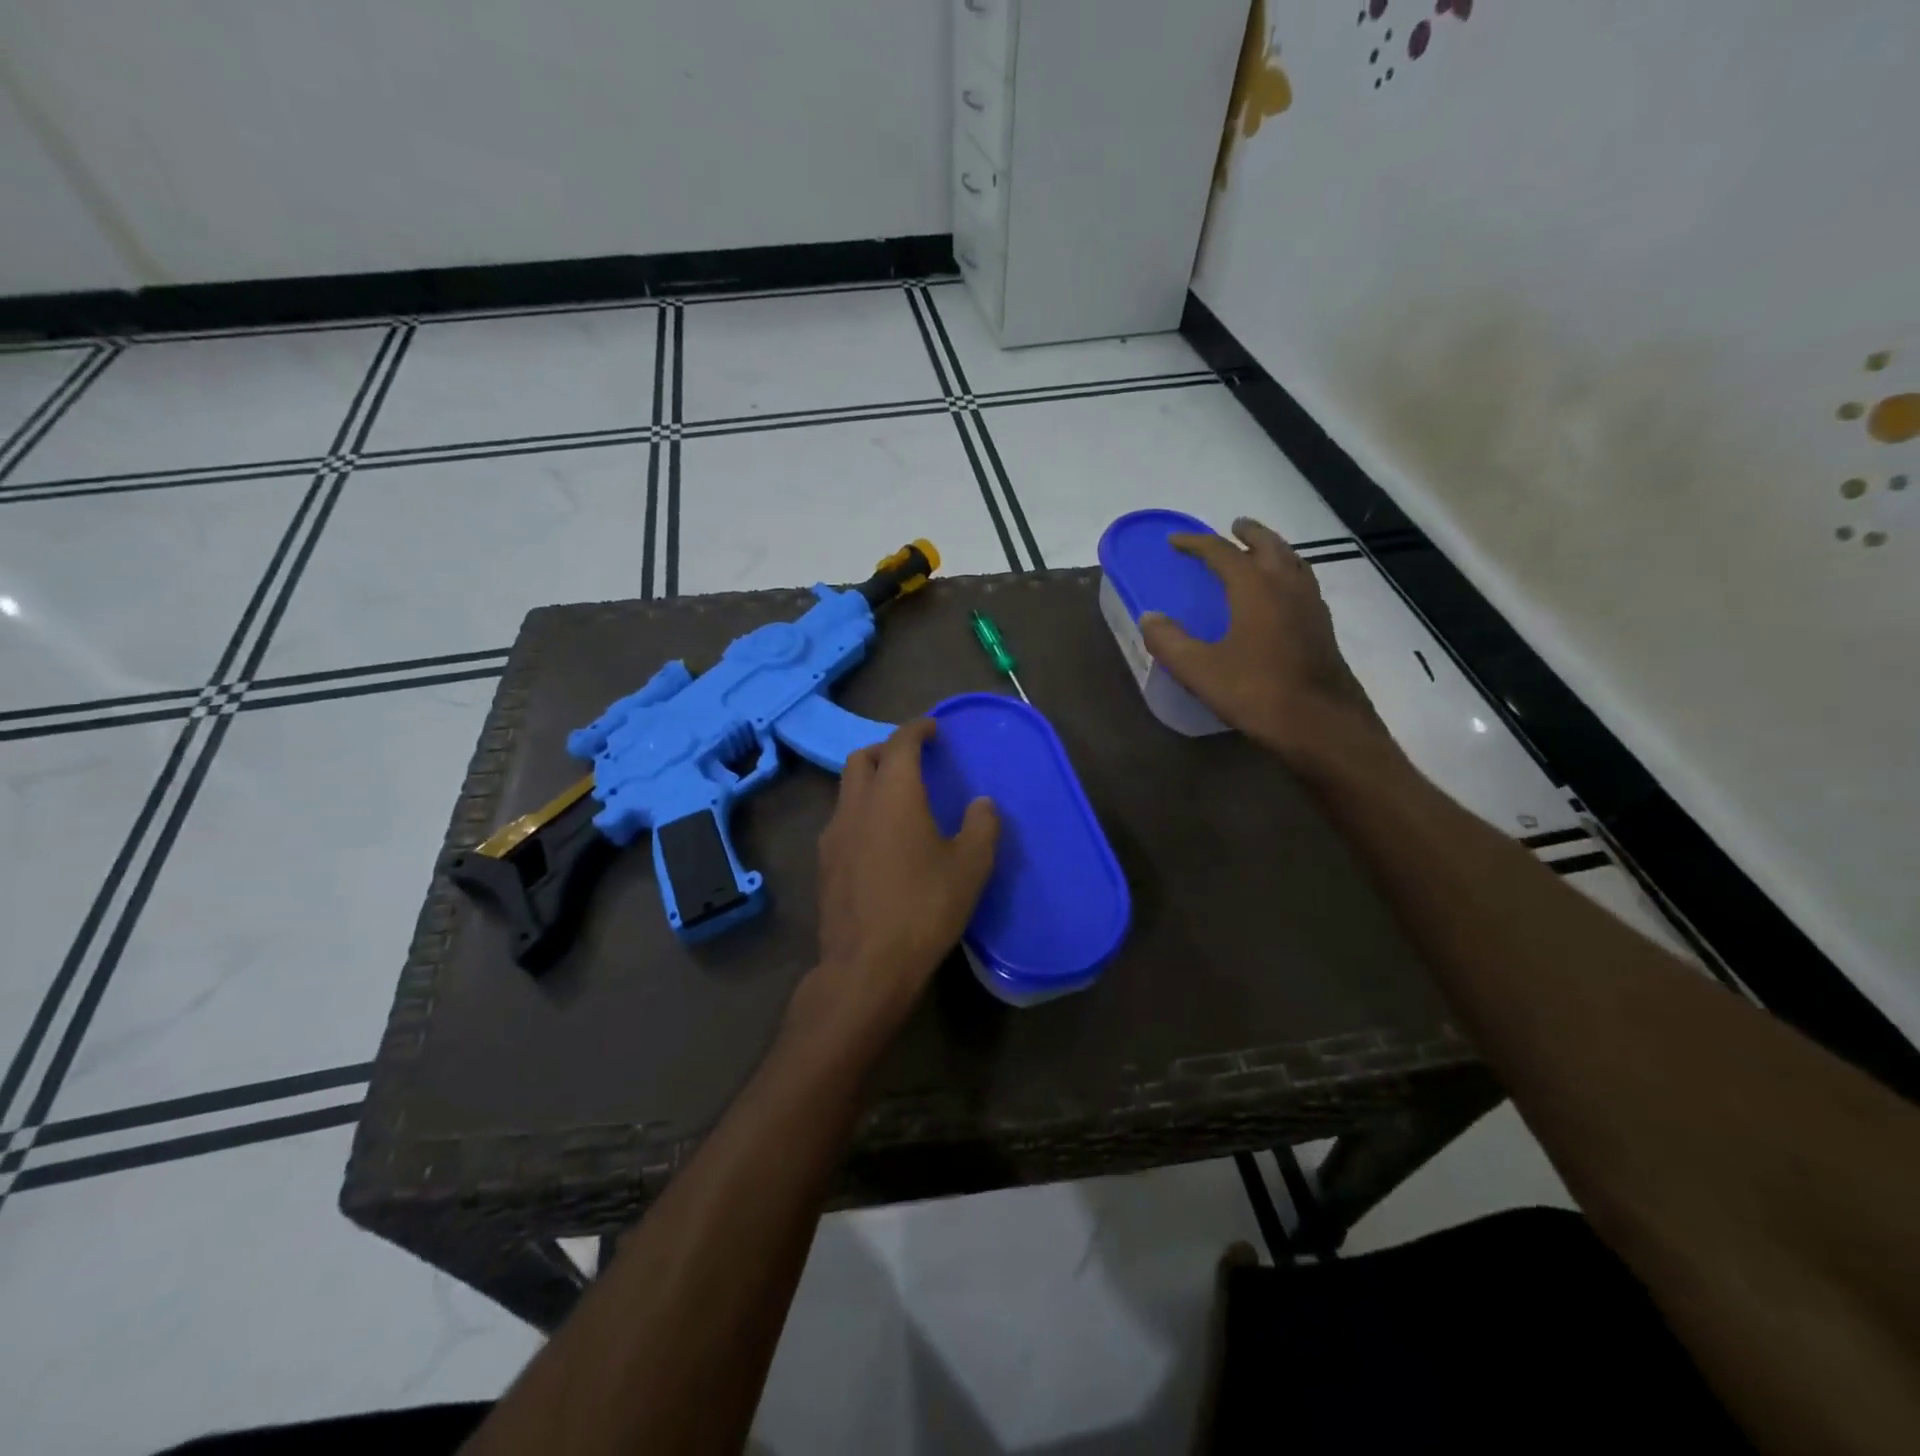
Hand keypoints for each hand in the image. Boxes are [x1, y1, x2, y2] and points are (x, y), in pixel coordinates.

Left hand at [791, 717, 998, 1057]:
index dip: (917, 729)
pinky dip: (861, 814)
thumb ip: (981, 826)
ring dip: (871, 783)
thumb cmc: (924, 908)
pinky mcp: (824, 864)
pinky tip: (879, 842)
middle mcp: (856, 804)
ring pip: (847, 790)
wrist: (866, 965)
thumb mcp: (970, 867)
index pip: (900, 743)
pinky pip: (842, 822)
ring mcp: (833, 835)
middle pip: (863, 758)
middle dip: (887, 750)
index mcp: (893, 794)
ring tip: (897, 802)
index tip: (933, 728)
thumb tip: (982, 804)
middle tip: (913, 761)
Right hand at [1140, 517, 1394, 773]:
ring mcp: (1311, 606)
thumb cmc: (1256, 692)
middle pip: (1269, 546)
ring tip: (1260, 552)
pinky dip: (1289, 574)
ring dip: (1274, 550)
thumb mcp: (1199, 670)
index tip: (1176, 541)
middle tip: (1234, 527)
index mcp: (1255, 588)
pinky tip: (1282, 595)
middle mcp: (1287, 587)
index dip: (1197, 543)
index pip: (1223, 552)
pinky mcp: (1323, 628)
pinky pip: (1304, 584)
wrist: (1321, 724)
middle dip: (1249, 534)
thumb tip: (1148, 617)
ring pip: (1293, 562)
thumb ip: (1169, 641)